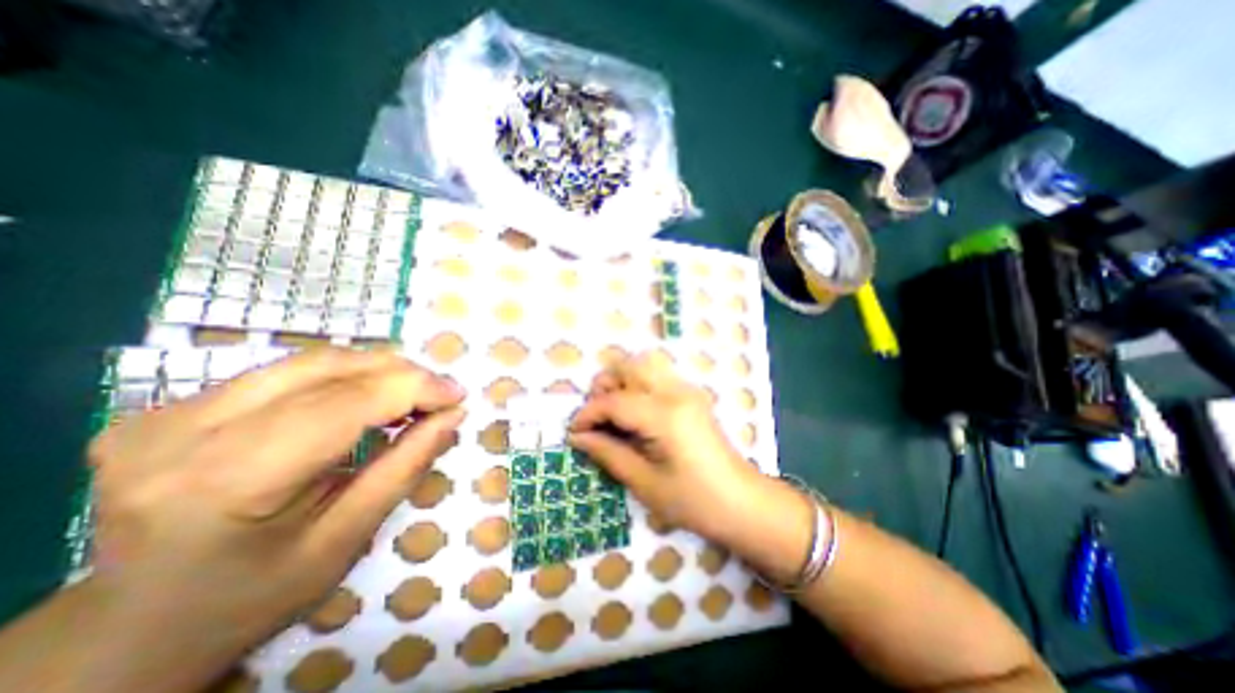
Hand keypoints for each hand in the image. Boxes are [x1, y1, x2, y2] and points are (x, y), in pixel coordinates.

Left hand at [85, 351, 465, 682]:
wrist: (135, 628)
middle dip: (400, 374)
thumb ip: (405, 467)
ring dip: (376, 370)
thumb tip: (454, 415)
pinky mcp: (173, 406)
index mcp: (224, 481)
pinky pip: (288, 372)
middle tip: (441, 393)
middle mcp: (180, 432)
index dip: (413, 388)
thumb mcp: (347, 538)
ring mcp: (166, 413)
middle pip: (326, 369)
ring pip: (310, 361)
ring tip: (413, 394)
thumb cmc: (254, 595)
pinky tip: (367, 397)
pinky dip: (344, 377)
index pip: (344, 403)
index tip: (459, 395)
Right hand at [569, 353, 763, 539]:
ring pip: (644, 365)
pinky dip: (637, 386)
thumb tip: (578, 436)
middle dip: (604, 386)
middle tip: (596, 417)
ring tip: (613, 413)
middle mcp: (676, 392)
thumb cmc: (693, 501)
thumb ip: (607, 452)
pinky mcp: (692, 395)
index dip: (588, 413)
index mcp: (664, 416)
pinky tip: (635, 414)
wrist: (741, 501)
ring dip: (621, 382)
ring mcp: (687, 390)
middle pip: (629, 366)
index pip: (614, 400)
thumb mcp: (644, 482)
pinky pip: (657, 377)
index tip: (574, 431)